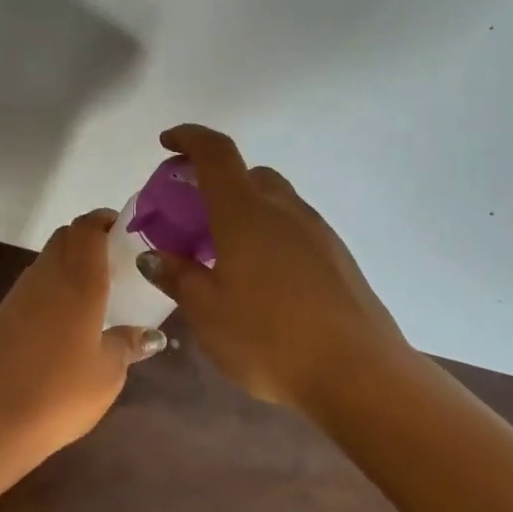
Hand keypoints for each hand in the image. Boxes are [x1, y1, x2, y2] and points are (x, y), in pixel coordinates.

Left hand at [0, 209, 159, 461]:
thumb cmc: (61, 393)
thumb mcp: (108, 373)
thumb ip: (128, 345)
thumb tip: (150, 336)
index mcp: (79, 281)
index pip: (88, 228)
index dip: (105, 221)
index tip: (124, 231)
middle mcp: (47, 276)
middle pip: (66, 236)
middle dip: (89, 238)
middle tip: (114, 260)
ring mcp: (20, 293)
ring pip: (47, 259)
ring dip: (68, 261)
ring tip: (92, 291)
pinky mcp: (2, 314)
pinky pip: (32, 285)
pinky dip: (50, 286)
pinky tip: (63, 320)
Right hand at [135, 125, 409, 410]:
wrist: (360, 374)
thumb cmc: (270, 338)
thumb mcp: (208, 313)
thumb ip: (177, 277)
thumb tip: (153, 256)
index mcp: (245, 211)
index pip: (215, 152)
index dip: (189, 137)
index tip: (167, 142)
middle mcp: (284, 209)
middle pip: (248, 175)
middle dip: (216, 183)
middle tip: (193, 217)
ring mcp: (317, 231)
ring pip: (274, 202)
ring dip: (246, 211)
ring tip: (226, 255)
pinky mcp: (338, 256)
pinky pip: (294, 228)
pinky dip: (270, 234)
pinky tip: (263, 280)